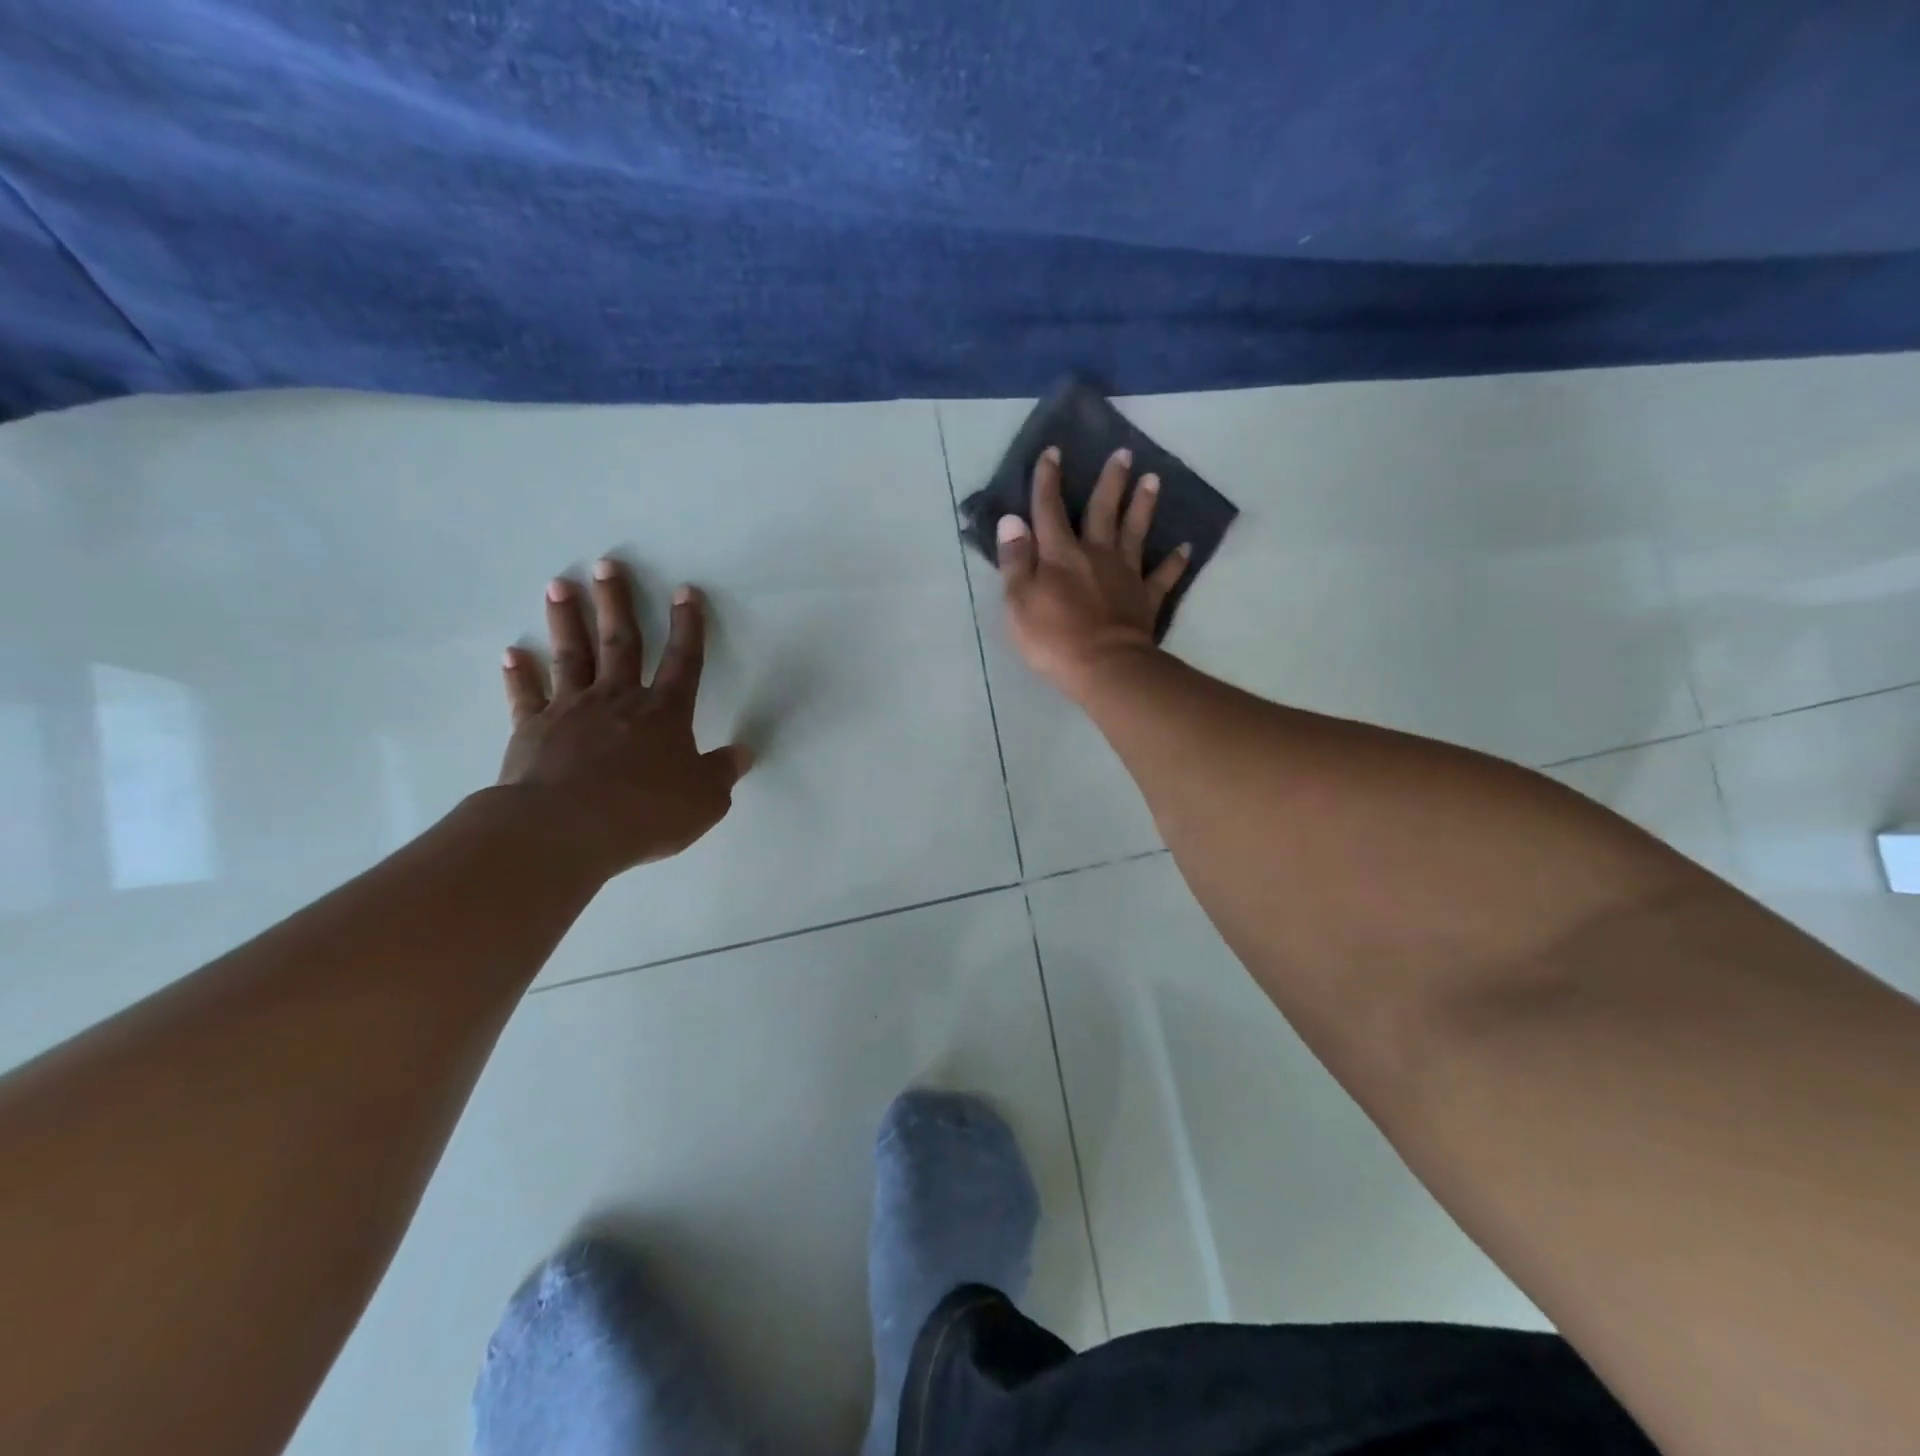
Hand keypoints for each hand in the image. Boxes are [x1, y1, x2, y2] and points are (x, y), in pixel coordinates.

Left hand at [497, 558, 748, 876]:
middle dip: (617, 602)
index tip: (685, 591)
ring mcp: (572, 710)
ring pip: (572, 655)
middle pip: (621, 642)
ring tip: (559, 584)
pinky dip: (520, 674)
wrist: (567, 828)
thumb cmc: (645, 811)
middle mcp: (619, 699)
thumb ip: (723, 772)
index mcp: (664, 712)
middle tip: (607, 564)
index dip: (689, 626)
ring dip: (567, 619)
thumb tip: (744, 753)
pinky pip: (527, 695)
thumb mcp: (704, 800)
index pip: (684, 661)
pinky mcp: (533, 730)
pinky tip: (512, 653)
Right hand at [996, 445, 1190, 700]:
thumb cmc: (1053, 638)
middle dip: (1111, 481)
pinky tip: (1185, 547)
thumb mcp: (1018, 601)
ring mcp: (1125, 574)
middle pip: (1103, 510)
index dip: (1048, 480)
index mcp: (1060, 554)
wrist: (1105, 666)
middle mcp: (1095, 554)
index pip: (1049, 510)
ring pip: (1136, 532)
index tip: (1053, 452)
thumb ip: (1015, 560)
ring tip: (1154, 479)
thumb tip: (1011, 520)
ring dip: (1144, 505)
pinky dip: (1174, 561)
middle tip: (1124, 453)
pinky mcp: (1146, 598)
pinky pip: (1163, 575)